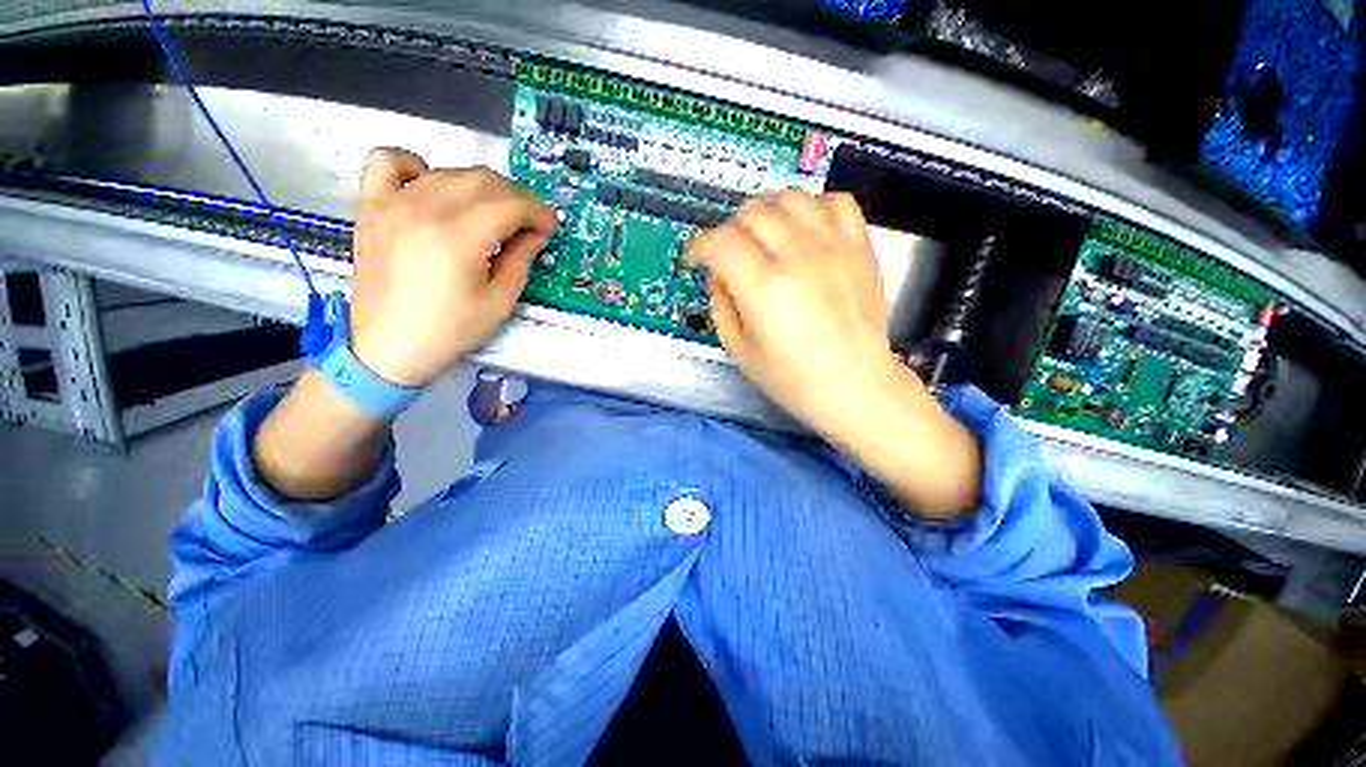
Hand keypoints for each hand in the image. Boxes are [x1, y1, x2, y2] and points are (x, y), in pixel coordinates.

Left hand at [348, 149, 557, 387]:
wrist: (388, 346)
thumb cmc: (450, 330)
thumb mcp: (499, 301)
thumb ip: (521, 259)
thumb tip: (535, 233)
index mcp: (459, 236)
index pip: (510, 203)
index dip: (538, 212)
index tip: (550, 228)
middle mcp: (424, 208)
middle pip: (482, 180)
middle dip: (516, 198)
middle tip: (528, 223)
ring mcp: (392, 202)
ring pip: (448, 171)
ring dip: (481, 187)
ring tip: (492, 213)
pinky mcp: (371, 206)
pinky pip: (389, 160)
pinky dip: (417, 166)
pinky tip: (432, 188)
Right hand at [690, 190, 895, 431]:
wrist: (856, 387)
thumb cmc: (793, 379)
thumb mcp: (740, 350)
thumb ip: (721, 305)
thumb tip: (719, 274)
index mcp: (763, 287)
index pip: (720, 241)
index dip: (701, 246)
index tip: (699, 259)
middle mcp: (797, 256)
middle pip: (751, 213)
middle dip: (730, 230)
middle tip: (731, 254)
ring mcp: (833, 246)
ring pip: (789, 198)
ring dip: (767, 213)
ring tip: (765, 239)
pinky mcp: (859, 247)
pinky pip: (835, 202)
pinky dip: (812, 208)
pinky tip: (805, 232)